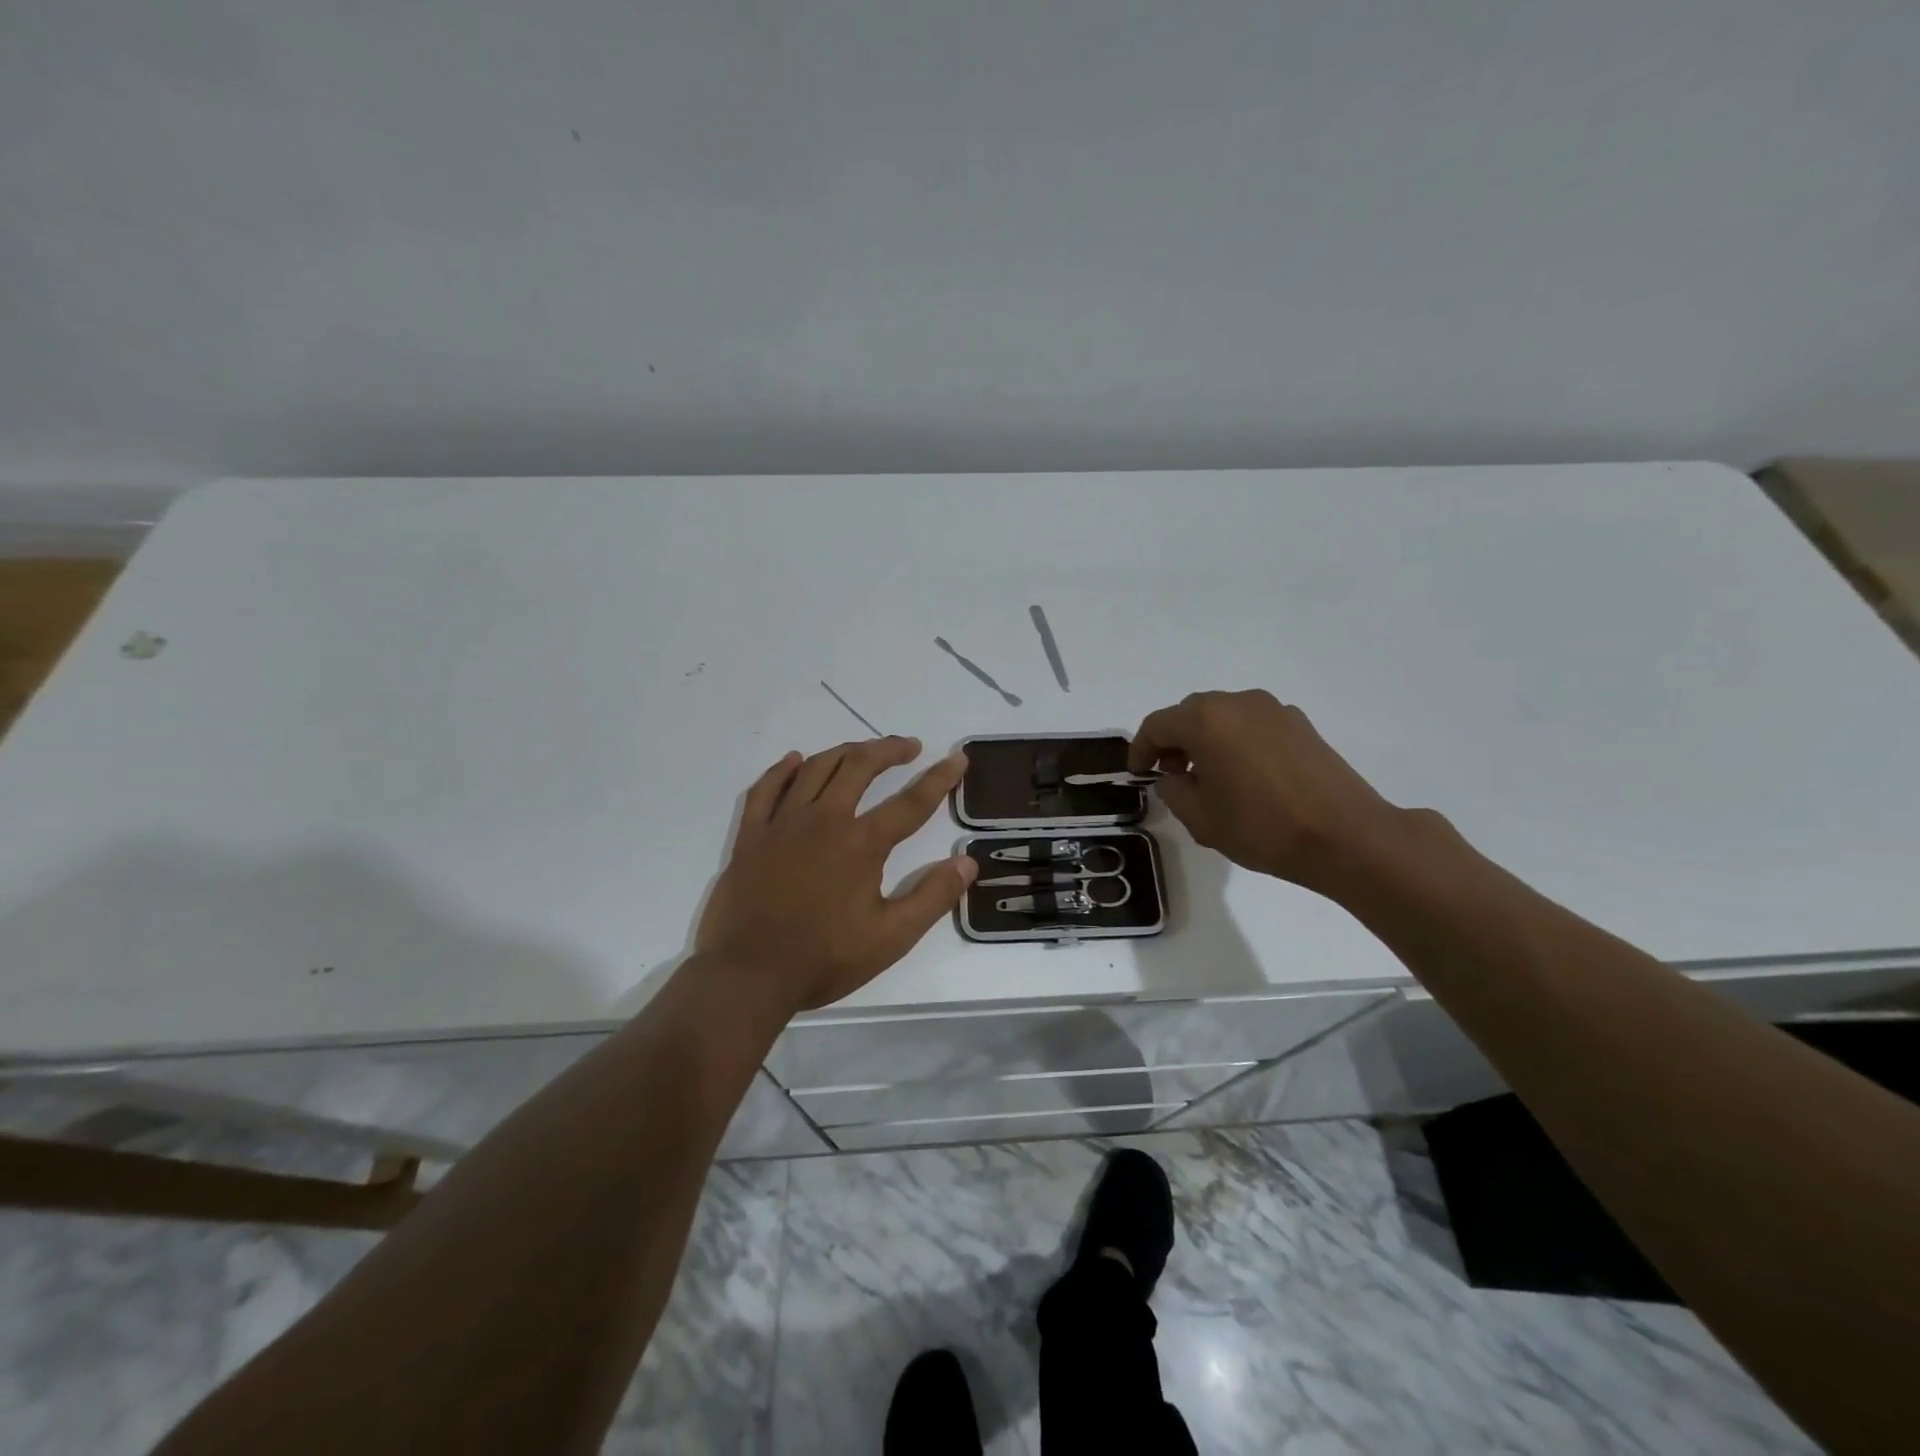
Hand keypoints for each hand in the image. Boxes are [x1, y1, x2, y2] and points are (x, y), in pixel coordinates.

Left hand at [696, 737, 976, 1013]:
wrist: (749, 974)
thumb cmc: (824, 958)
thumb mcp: (891, 938)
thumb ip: (932, 897)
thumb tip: (967, 862)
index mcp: (862, 844)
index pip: (911, 802)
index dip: (939, 779)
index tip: (957, 759)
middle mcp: (824, 820)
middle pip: (860, 766)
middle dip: (889, 750)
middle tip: (909, 747)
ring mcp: (783, 823)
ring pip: (816, 768)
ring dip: (845, 752)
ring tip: (863, 751)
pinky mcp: (751, 835)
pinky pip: (766, 789)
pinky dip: (782, 770)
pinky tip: (795, 761)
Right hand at [1129, 690, 1410, 894]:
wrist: (1346, 837)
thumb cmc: (1262, 827)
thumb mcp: (1200, 817)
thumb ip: (1173, 790)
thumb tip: (1173, 777)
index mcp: (1206, 720)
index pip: (1157, 725)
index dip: (1140, 749)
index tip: (1138, 773)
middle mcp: (1238, 703)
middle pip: (1191, 713)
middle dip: (1174, 740)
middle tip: (1171, 773)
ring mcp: (1274, 710)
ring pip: (1224, 716)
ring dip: (1207, 739)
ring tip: (1209, 776)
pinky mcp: (1301, 725)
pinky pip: (1253, 725)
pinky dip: (1237, 741)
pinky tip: (1246, 776)